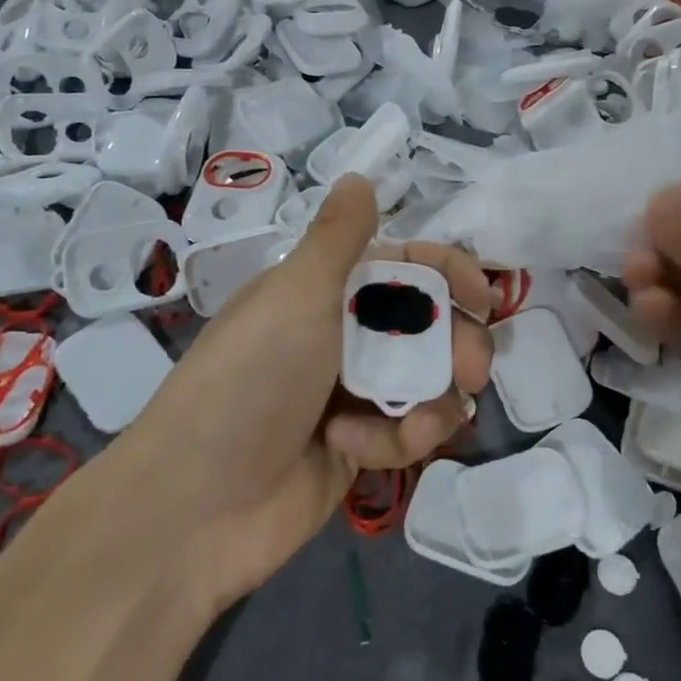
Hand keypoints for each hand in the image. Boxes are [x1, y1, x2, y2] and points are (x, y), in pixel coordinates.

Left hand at [131, 176, 492, 611]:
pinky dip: (394, 440)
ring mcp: (351, 395)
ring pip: (426, 381)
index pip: (402, 266)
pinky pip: (406, 432)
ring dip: (432, 398)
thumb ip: (339, 237)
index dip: (448, 274)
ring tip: (418, 423)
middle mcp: (341, 336)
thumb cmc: (251, 379)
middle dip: (456, 344)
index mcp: (324, 292)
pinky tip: (358, 451)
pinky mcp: (359, 449)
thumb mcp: (296, 295)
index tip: (482, 297)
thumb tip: (359, 175)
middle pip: (427, 326)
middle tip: (472, 368)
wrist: (198, 505)